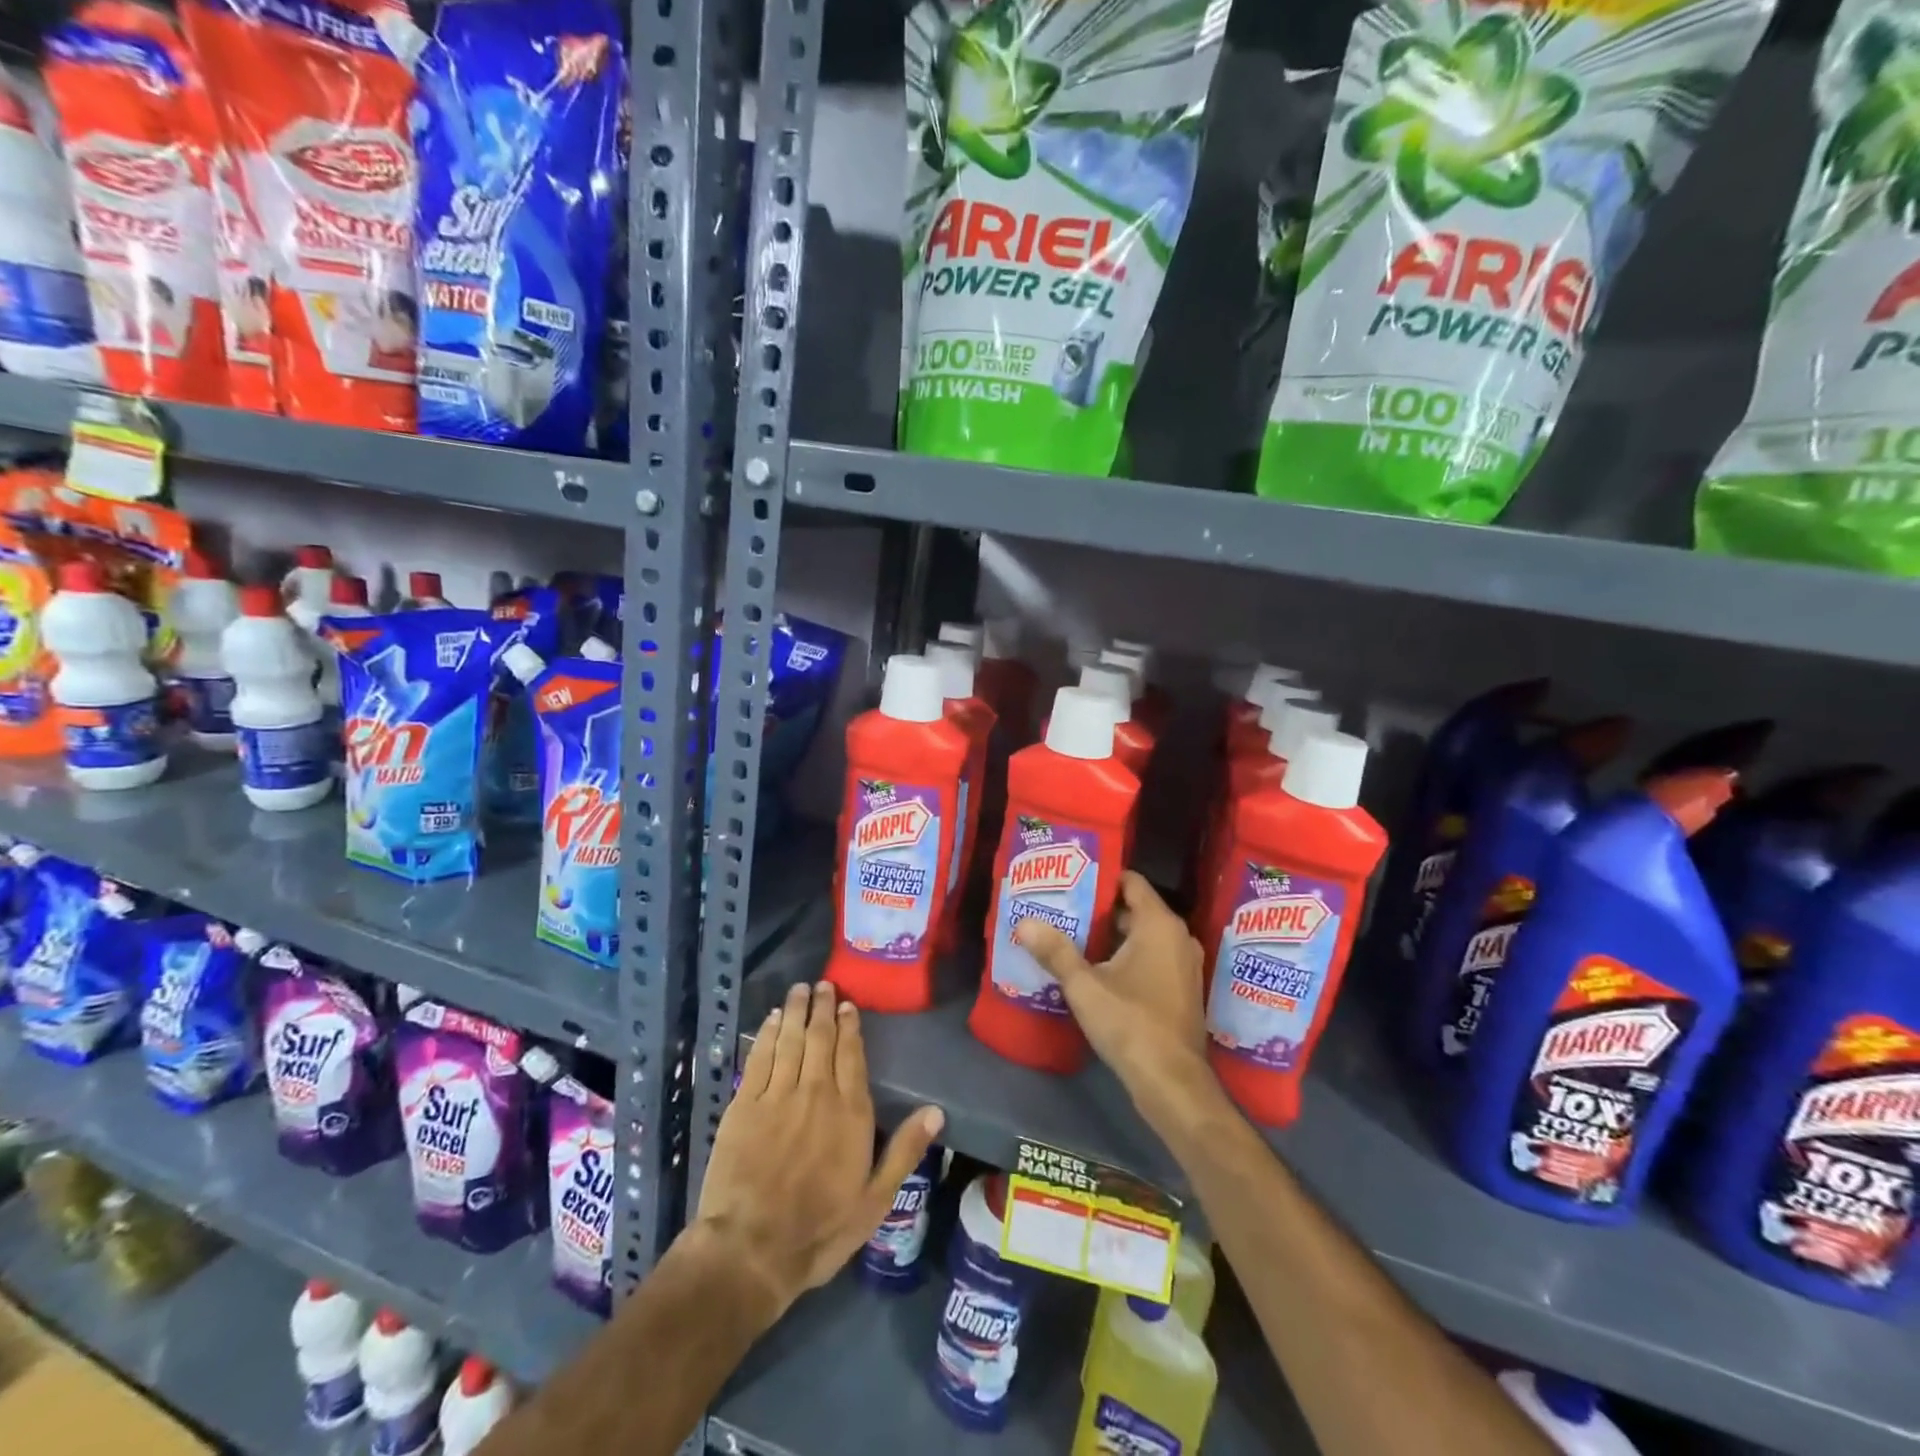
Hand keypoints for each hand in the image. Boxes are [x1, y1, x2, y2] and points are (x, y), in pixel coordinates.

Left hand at [695, 980, 944, 1320]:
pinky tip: (770, 1019)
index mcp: (850, 1112)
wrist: (750, 1251)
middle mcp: (816, 1092)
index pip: (852, 1054)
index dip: (850, 1026)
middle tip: (822, 985)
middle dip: (822, 1008)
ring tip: (798, 990)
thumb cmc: (819, 1230)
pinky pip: (759, 1057)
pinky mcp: (744, 1105)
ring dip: (795, 1011)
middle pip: (820, 1038)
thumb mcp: (875, 1201)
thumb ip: (904, 1151)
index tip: (847, 1004)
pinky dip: (766, 1034)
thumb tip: (936, 1111)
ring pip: (789, 1040)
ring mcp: (777, 1095)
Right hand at [1014, 872, 1212, 1112]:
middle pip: (1135, 909)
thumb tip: (1024, 923)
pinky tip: (1096, 969)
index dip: (1101, 878)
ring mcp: (1183, 965)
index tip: (1070, 880)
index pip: (1131, 882)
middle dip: (1099, 909)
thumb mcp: (1084, 986)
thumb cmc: (1130, 1023)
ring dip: (1111, 936)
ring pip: (1143, 936)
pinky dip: (1127, 957)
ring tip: (1071, 936)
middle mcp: (1178, 938)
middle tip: (1062, 908)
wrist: (1172, 1083)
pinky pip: (1152, 958)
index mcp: (1159, 925)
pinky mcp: (1182, 990)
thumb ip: (1055, 951)